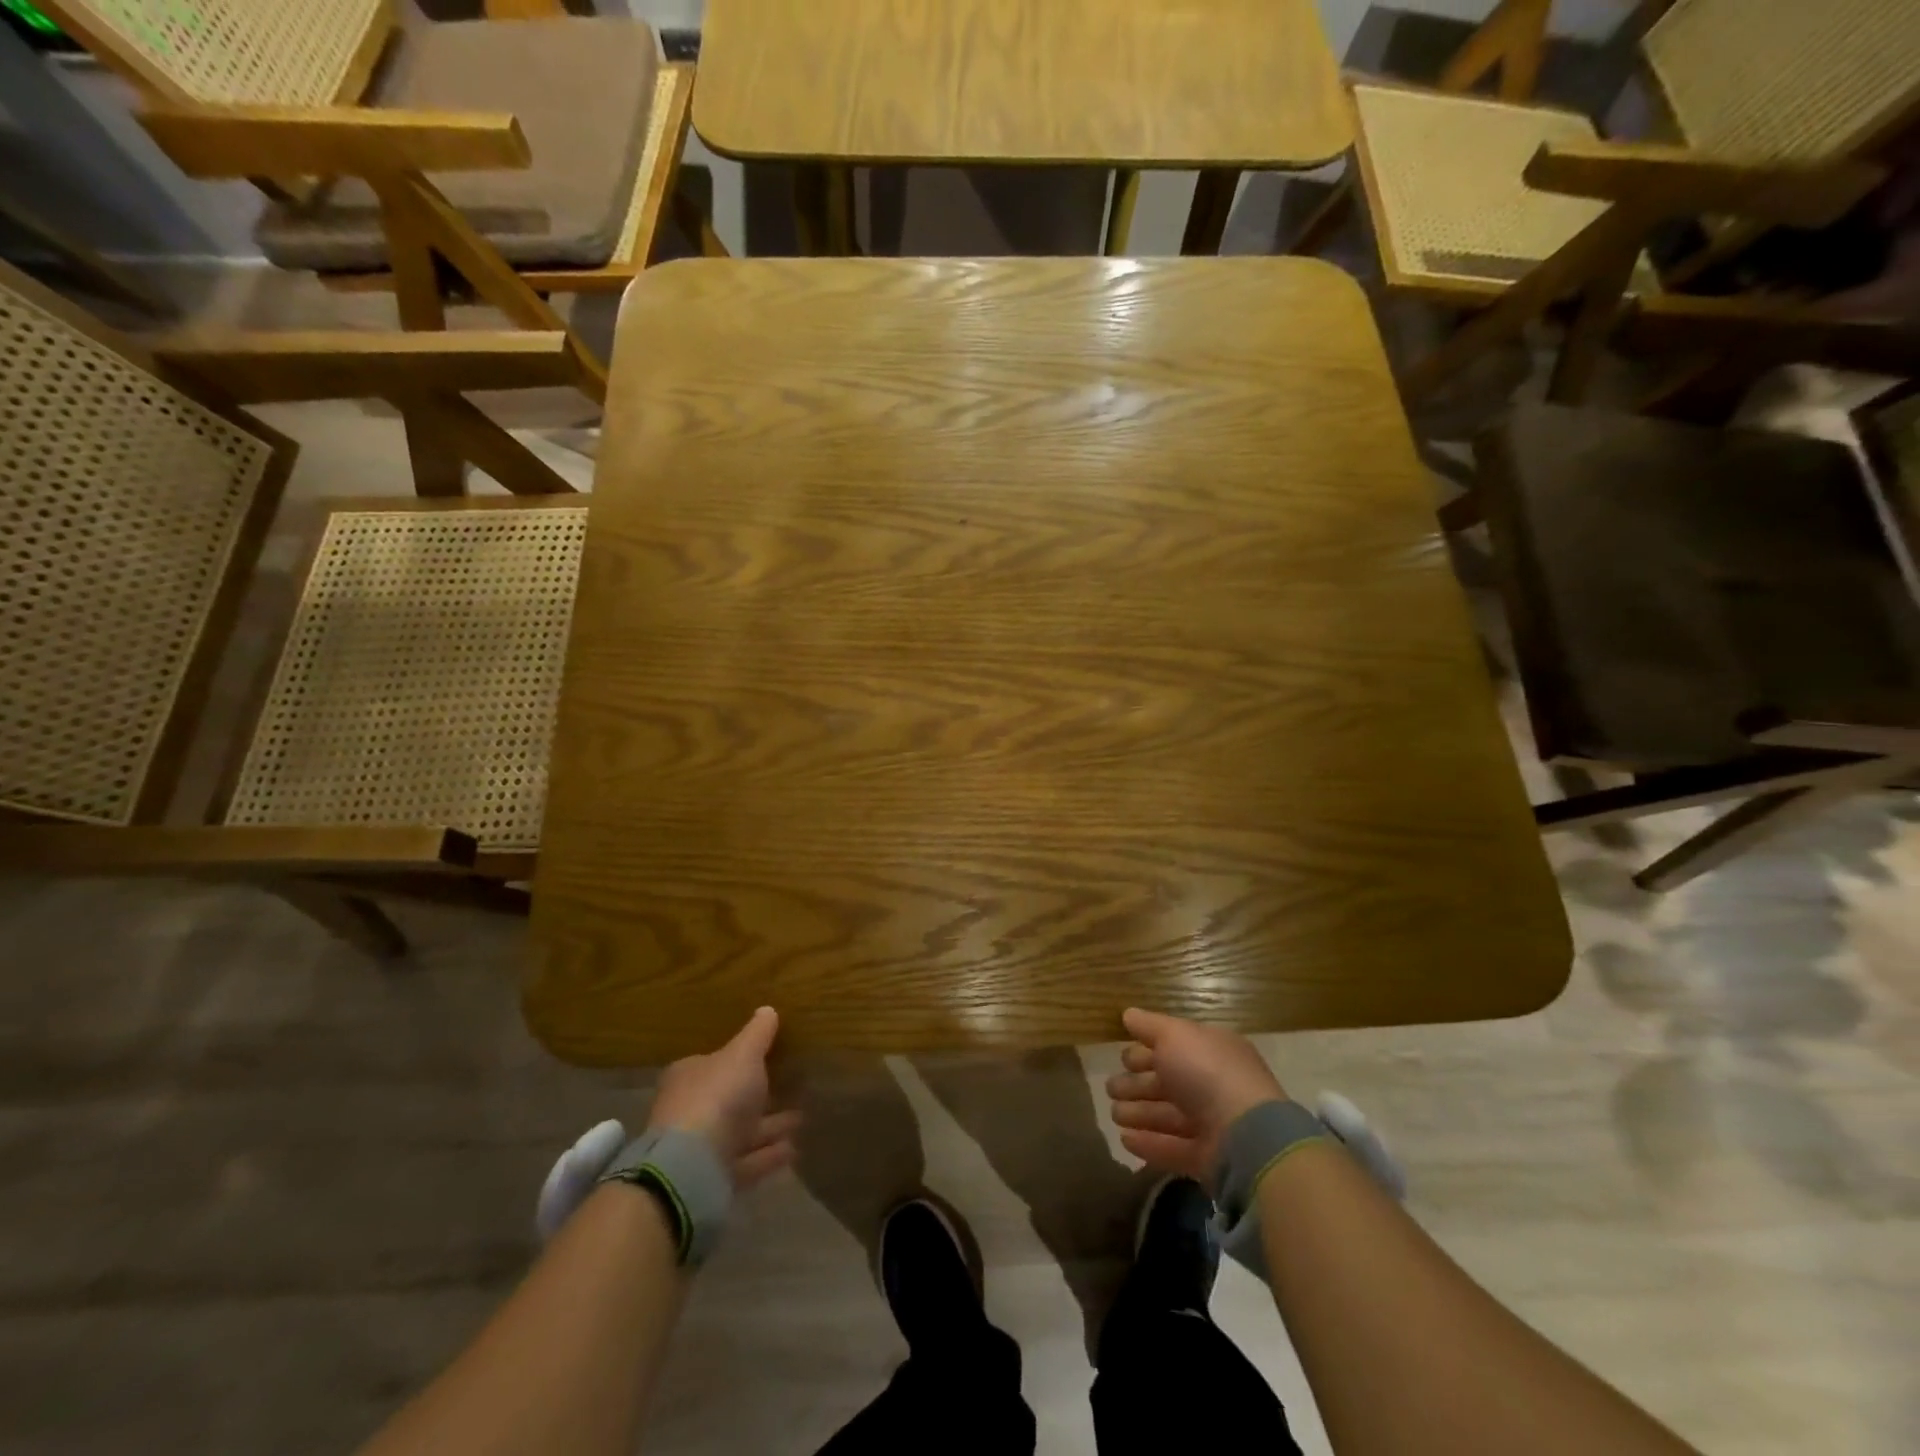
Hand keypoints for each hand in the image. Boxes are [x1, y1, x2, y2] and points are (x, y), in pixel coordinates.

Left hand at [647, 1007, 800, 1189]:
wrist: (693, 1166)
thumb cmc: (716, 1096)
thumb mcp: (743, 1054)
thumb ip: (757, 1034)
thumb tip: (767, 1010)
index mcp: (689, 1076)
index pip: (714, 1063)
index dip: (740, 1060)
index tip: (769, 1057)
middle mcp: (690, 1110)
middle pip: (729, 1099)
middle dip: (759, 1096)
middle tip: (791, 1087)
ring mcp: (701, 1148)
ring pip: (741, 1132)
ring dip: (769, 1127)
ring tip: (801, 1119)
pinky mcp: (714, 1178)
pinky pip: (748, 1161)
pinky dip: (769, 1154)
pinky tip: (795, 1149)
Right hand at [1105, 1008, 1285, 1186]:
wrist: (1245, 1135)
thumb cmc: (1207, 1072)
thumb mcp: (1174, 1035)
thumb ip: (1149, 1025)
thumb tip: (1128, 1014)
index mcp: (1211, 1051)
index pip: (1174, 1047)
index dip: (1147, 1050)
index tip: (1121, 1058)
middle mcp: (1213, 1085)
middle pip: (1168, 1082)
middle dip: (1137, 1084)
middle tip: (1110, 1087)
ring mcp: (1212, 1124)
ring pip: (1168, 1116)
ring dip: (1138, 1113)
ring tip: (1113, 1114)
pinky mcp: (1207, 1158)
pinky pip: (1172, 1148)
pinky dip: (1149, 1143)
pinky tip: (1124, 1139)